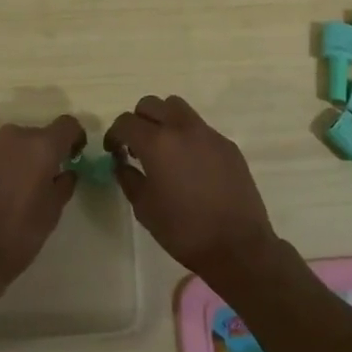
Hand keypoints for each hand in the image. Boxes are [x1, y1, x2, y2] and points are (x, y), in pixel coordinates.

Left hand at [0, 116, 81, 292]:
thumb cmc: (18, 233)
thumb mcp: (52, 212)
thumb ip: (63, 185)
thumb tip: (66, 173)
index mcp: (41, 146)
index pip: (67, 125)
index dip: (75, 138)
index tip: (76, 156)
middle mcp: (15, 136)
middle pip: (39, 134)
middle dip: (47, 152)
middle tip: (49, 179)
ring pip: (17, 144)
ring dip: (24, 158)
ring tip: (24, 189)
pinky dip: (6, 165)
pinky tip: (3, 192)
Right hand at [104, 96, 280, 285]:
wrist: (238, 247)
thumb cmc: (184, 230)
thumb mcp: (144, 208)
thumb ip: (128, 178)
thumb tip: (122, 163)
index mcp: (157, 143)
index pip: (125, 122)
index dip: (114, 134)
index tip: (113, 151)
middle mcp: (182, 128)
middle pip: (151, 104)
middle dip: (138, 121)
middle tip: (136, 146)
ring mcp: (208, 133)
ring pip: (177, 108)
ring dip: (163, 120)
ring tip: (163, 148)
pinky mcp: (227, 144)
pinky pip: (200, 128)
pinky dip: (187, 136)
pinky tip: (191, 164)